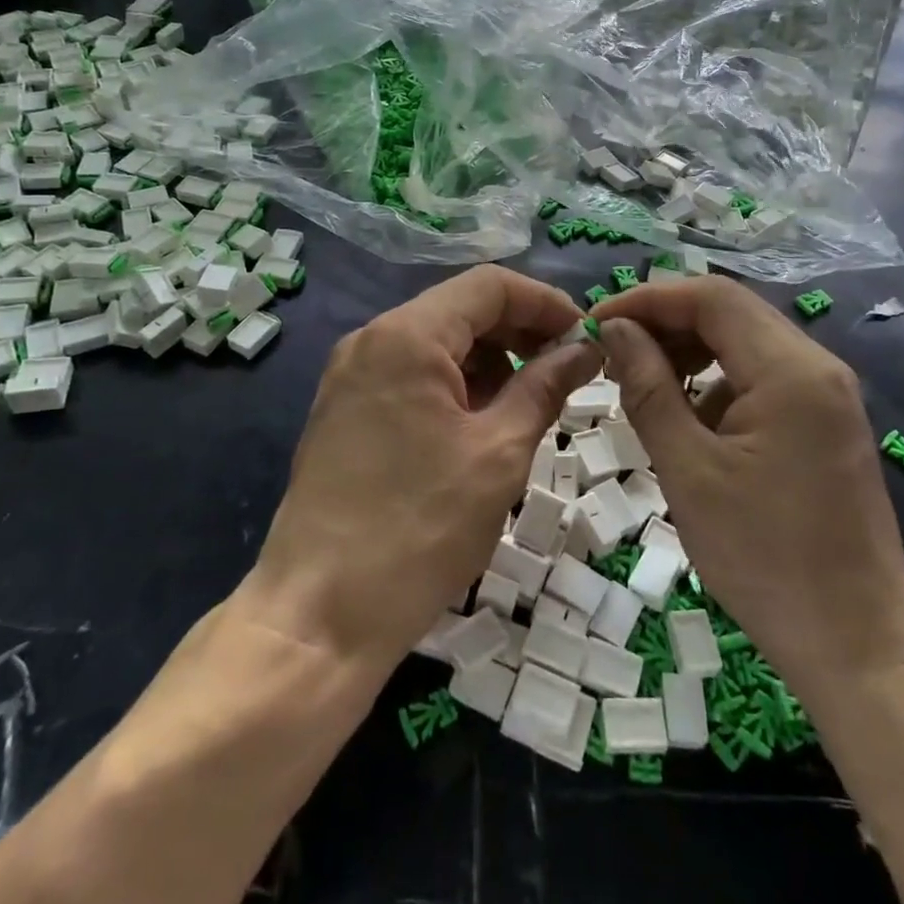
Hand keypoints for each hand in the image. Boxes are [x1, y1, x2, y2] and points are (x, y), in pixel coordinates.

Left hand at [245, 266, 601, 671]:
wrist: (318, 616)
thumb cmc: (419, 530)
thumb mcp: (499, 454)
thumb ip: (545, 387)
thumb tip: (584, 350)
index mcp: (407, 336)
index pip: (489, 286)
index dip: (545, 303)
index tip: (586, 339)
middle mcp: (371, 340)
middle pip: (460, 310)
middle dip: (519, 333)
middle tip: (566, 373)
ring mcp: (351, 376)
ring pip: (436, 344)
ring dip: (489, 362)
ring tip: (527, 407)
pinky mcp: (345, 411)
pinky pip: (411, 376)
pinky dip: (455, 387)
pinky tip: (481, 427)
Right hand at [594, 280, 903, 673]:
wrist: (856, 644)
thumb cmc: (764, 558)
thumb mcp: (688, 470)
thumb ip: (648, 388)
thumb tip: (615, 330)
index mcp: (791, 371)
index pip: (711, 297)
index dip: (648, 299)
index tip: (597, 323)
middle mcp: (817, 367)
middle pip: (730, 312)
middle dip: (665, 322)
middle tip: (611, 352)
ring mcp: (827, 394)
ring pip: (744, 342)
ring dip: (689, 350)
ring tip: (639, 382)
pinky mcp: (824, 421)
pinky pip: (761, 376)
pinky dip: (716, 380)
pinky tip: (686, 417)